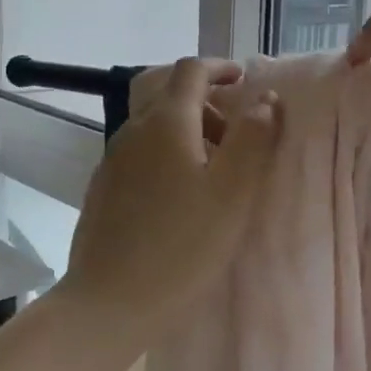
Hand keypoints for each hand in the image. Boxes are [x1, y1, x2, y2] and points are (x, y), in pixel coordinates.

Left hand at [61, 58, 280, 343]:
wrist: (110, 303)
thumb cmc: (182, 246)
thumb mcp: (233, 192)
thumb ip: (253, 138)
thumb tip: (266, 98)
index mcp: (166, 124)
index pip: (191, 71)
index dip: (220, 68)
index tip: (244, 79)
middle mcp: (133, 132)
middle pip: (169, 94)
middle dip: (206, 102)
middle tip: (236, 136)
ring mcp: (112, 160)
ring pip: (154, 126)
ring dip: (188, 131)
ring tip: (215, 172)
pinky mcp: (104, 189)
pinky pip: (141, 153)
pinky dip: (167, 154)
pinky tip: (181, 197)